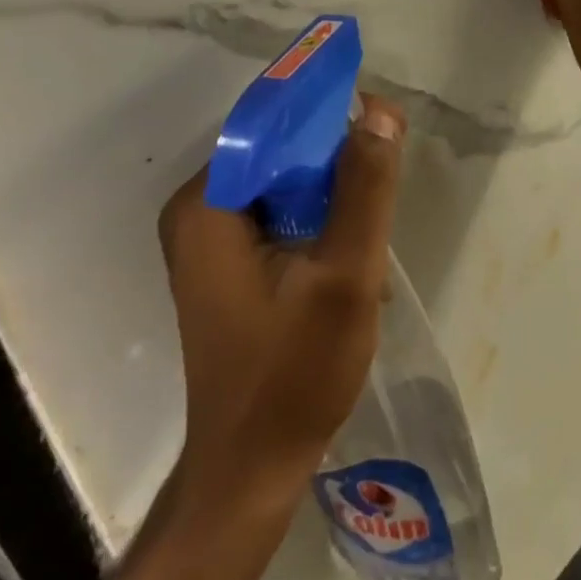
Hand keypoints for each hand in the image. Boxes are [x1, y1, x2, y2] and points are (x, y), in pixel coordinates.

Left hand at [157, 96, 406, 512]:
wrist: (253, 469)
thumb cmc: (294, 373)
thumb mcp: (345, 275)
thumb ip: (364, 188)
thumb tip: (377, 110)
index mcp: (207, 205)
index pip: (272, 125)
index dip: (329, 115)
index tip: (382, 125)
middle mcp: (198, 212)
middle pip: (280, 154)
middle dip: (336, 164)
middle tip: (382, 194)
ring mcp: (210, 241)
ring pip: (286, 186)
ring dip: (333, 197)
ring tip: (370, 233)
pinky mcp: (229, 265)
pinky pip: (281, 215)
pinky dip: (318, 222)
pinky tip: (349, 256)